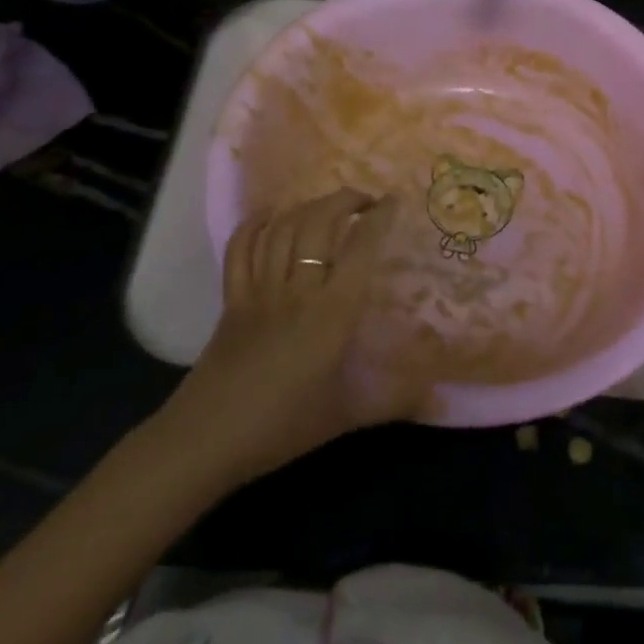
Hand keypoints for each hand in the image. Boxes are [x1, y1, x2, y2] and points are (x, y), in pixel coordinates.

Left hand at [159, 189, 434, 481]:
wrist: (205, 441)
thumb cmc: (281, 428)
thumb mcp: (344, 417)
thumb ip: (393, 403)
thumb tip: (439, 399)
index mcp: (331, 314)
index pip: (360, 250)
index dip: (378, 219)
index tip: (394, 202)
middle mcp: (297, 291)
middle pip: (318, 225)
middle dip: (343, 201)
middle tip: (364, 202)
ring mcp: (259, 291)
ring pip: (282, 230)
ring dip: (307, 208)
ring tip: (328, 207)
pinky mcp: (231, 300)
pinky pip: (240, 249)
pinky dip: (254, 225)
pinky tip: (270, 216)